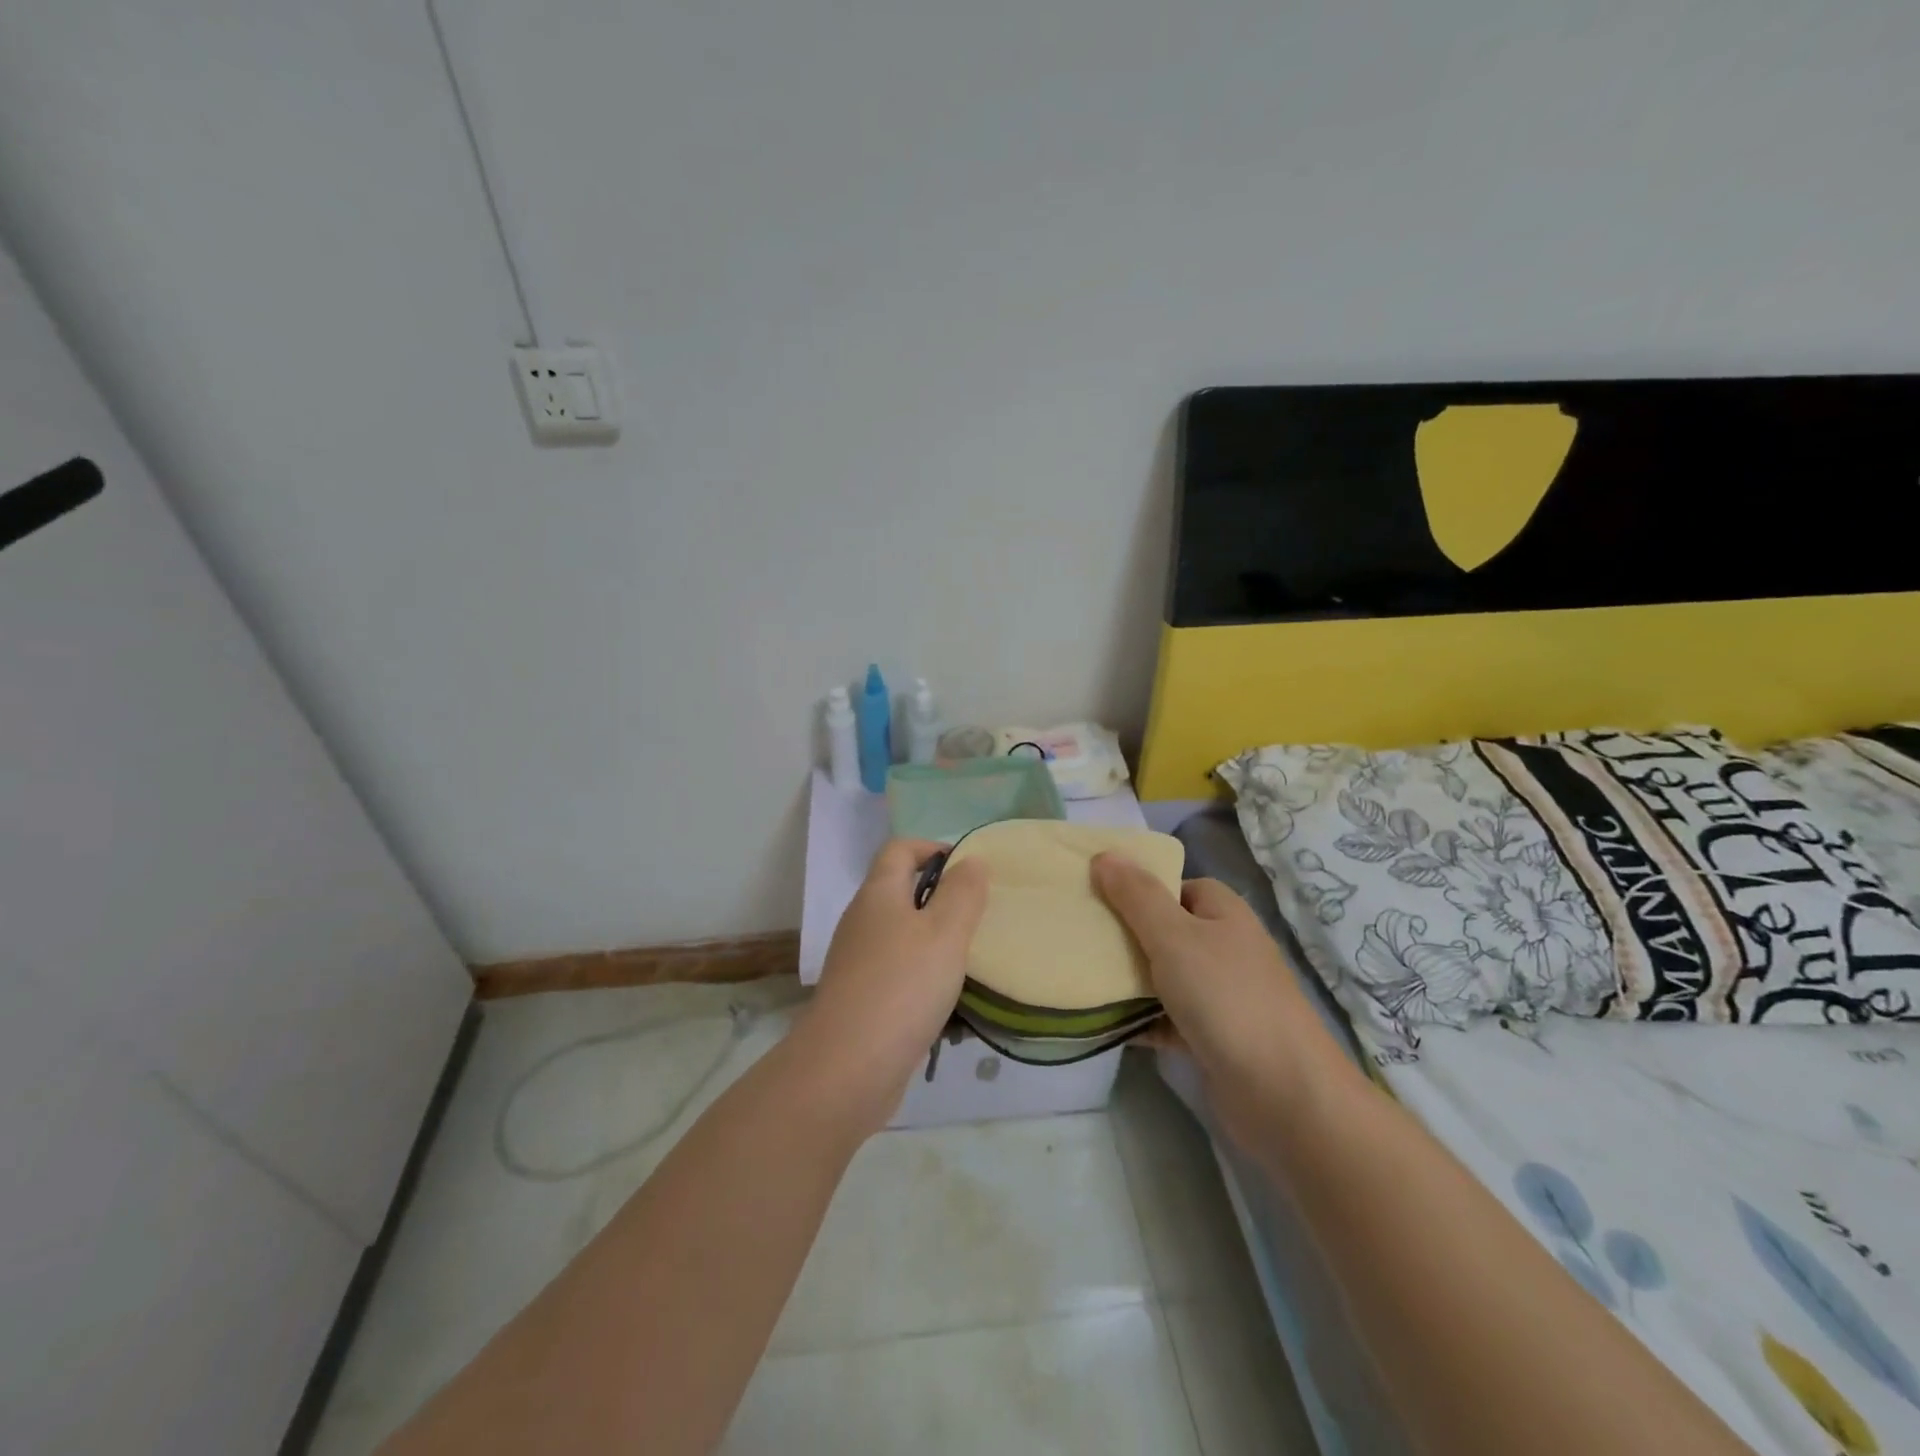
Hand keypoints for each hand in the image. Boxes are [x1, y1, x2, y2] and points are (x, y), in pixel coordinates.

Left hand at [801, 839, 988, 1121]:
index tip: (970, 871)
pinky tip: (951, 1007)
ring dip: (937, 945)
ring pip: (904, 938)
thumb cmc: (902, 987)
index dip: (934, 849)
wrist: (846, 1069)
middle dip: (943, 900)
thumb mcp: (945, 932)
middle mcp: (863, 921)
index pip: (900, 849)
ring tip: (974, 963)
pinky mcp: (862, 999)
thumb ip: (962, 893)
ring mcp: (858, 962)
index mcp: (878, 894)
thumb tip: (970, 861)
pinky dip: (925, 981)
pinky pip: (900, 976)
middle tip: (981, 919)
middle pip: (902, 892)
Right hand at [1092, 854, 1325, 1105]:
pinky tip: (1102, 1022)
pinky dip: (1139, 1020)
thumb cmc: (1226, 998)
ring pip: (1163, 976)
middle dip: (1125, 934)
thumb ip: (1136, 896)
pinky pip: (1165, 1019)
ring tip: (1081, 976)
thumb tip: (1105, 855)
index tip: (1097, 896)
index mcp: (1223, 914)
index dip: (1140, 888)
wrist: (1282, 1095)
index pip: (1177, 886)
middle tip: (1081, 937)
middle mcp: (1225, 949)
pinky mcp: (1211, 1038)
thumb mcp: (1173, 936)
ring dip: (1128, 980)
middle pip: (1166, 930)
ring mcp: (1220, 996)